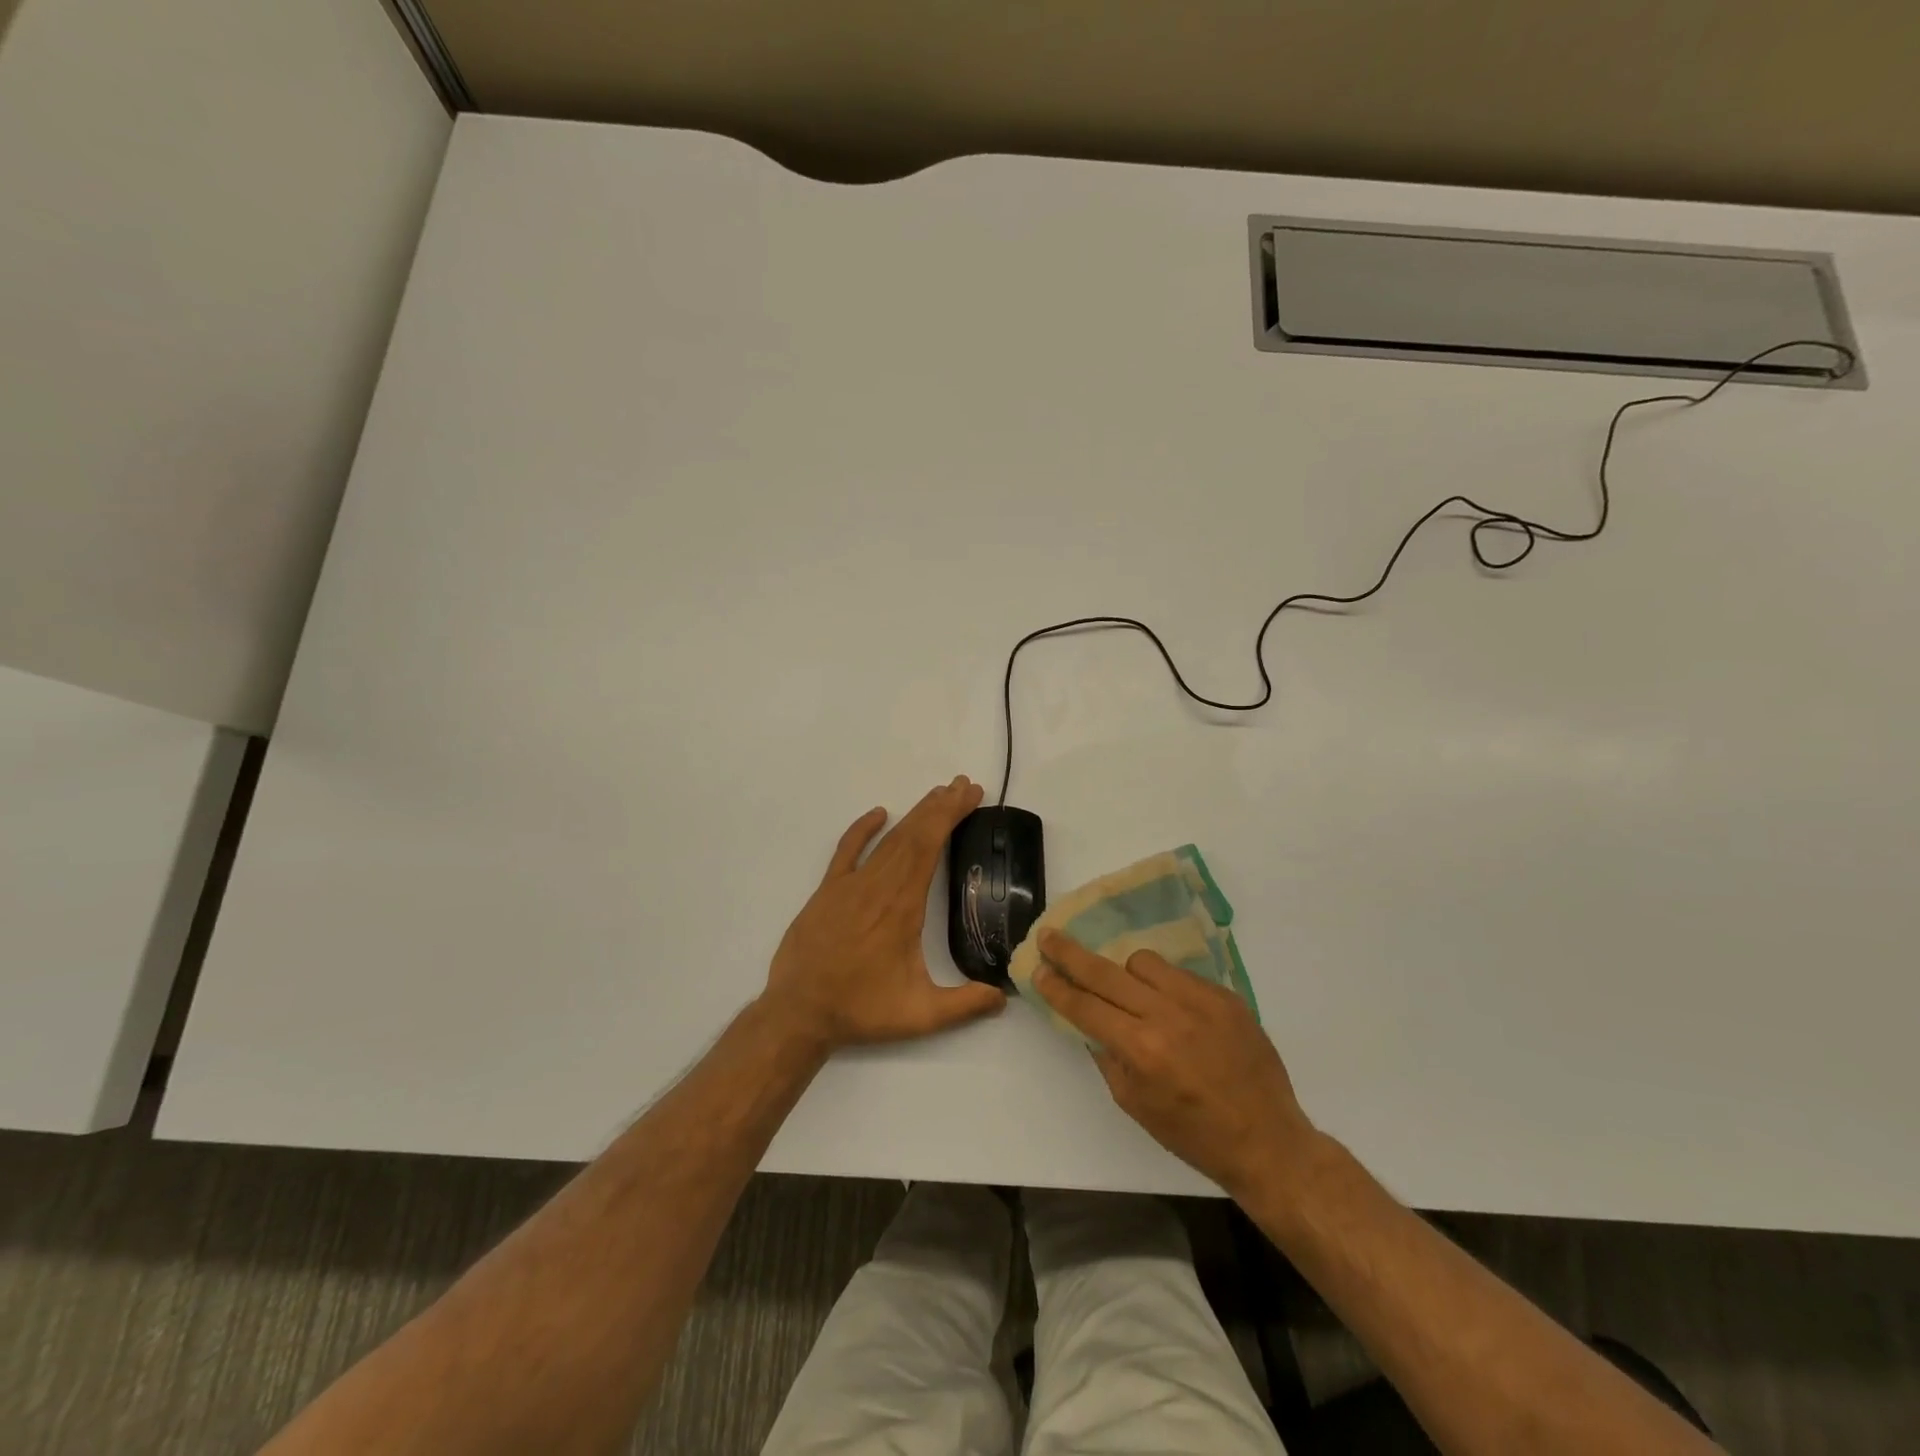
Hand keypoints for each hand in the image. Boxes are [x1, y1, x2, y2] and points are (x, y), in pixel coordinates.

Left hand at [762, 776, 1005, 1052]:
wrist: (799, 1012)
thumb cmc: (861, 1010)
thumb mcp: (919, 1015)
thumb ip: (964, 1005)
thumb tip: (1005, 995)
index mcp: (903, 907)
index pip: (929, 847)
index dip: (950, 817)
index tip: (969, 796)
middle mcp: (878, 886)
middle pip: (913, 835)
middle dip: (940, 807)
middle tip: (964, 785)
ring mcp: (850, 885)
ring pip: (887, 840)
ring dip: (914, 815)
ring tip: (937, 795)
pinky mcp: (828, 891)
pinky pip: (846, 850)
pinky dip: (862, 829)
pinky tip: (878, 813)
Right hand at [1032, 930, 1318, 1200]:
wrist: (1267, 1139)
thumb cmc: (1194, 1134)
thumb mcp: (1136, 1105)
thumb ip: (1108, 1057)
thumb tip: (1091, 1023)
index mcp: (1141, 1049)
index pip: (1085, 1007)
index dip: (1057, 987)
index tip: (1038, 968)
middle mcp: (1167, 1016)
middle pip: (1106, 972)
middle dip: (1071, 954)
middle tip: (1049, 937)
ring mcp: (1200, 1000)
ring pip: (1144, 963)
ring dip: (1126, 973)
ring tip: (1130, 993)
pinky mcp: (1225, 996)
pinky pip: (1180, 974)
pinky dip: (1165, 985)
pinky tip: (1172, 1007)